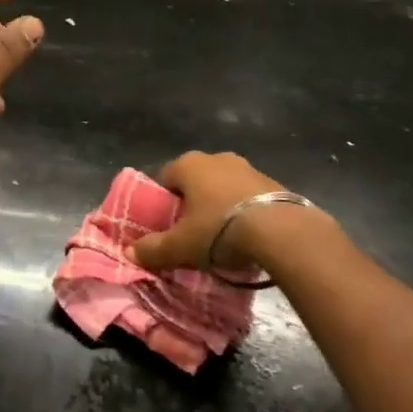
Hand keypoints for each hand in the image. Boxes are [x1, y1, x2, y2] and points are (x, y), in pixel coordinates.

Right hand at [127, 151, 293, 271]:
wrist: (283, 232)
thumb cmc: (220, 230)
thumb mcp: (181, 246)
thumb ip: (153, 249)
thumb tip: (129, 253)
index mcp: (188, 164)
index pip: (164, 178)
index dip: (162, 202)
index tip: (166, 226)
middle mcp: (217, 158)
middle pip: (195, 181)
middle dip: (192, 204)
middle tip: (192, 233)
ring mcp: (248, 168)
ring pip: (224, 187)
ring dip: (220, 207)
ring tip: (222, 238)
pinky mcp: (274, 182)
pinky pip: (249, 197)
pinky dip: (244, 212)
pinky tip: (248, 236)